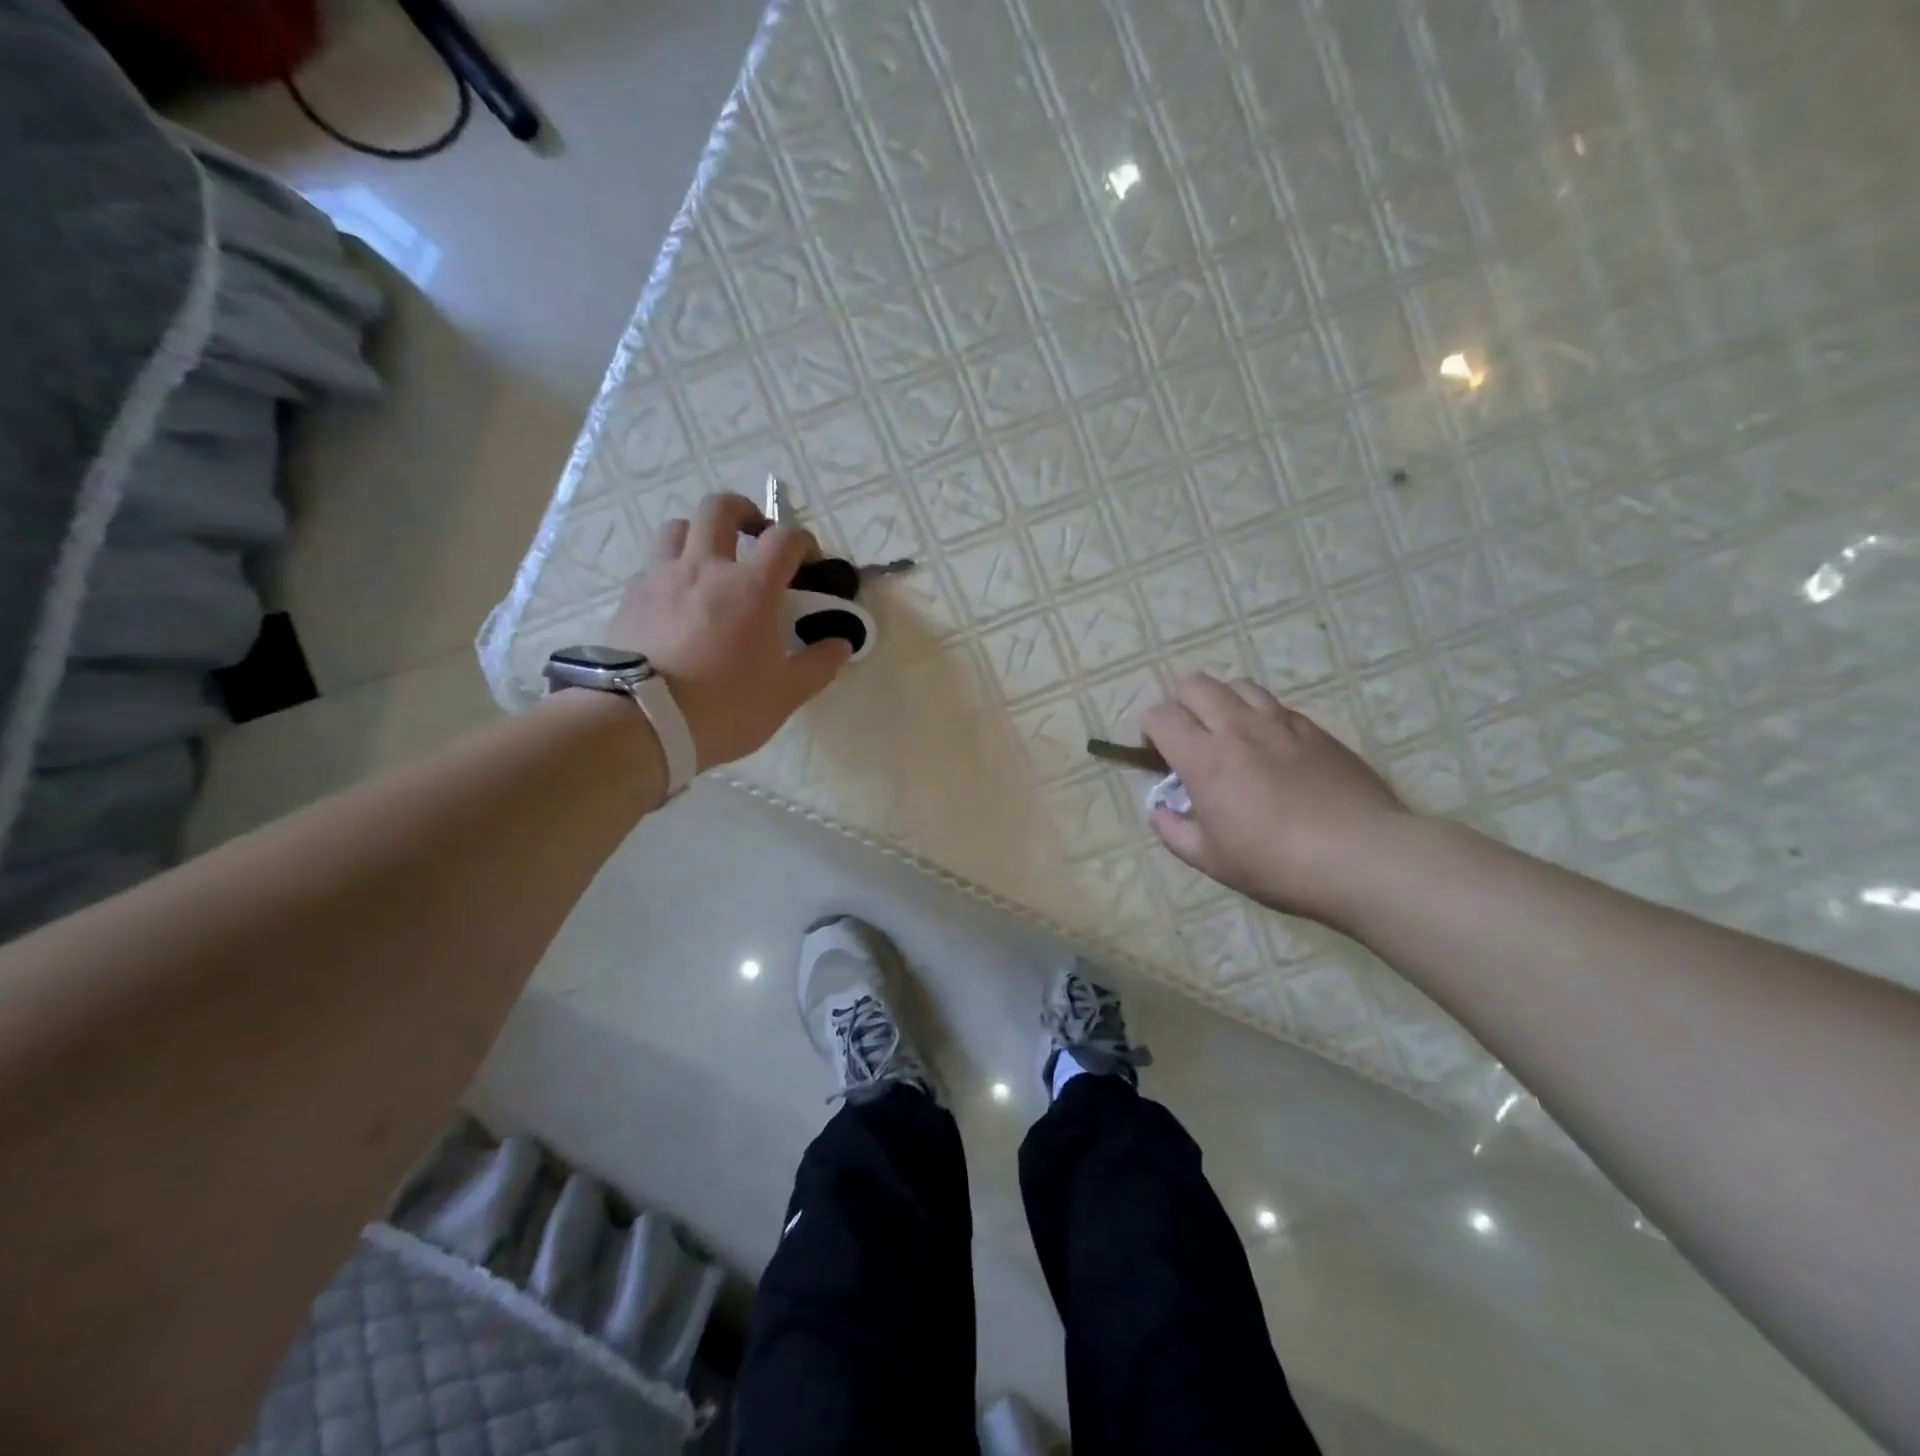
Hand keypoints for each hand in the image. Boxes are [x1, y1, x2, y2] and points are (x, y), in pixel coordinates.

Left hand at [603, 492, 849, 769]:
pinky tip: (676, 601)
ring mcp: (661, 578)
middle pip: (721, 508)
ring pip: (678, 528)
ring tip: (710, 562)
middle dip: (744, 512)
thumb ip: (819, 664)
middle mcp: (705, 568)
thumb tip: (841, 644)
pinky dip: (670, 571)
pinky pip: (652, 567)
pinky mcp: (630, 598)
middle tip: (755, 535)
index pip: (785, 539)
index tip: (810, 560)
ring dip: (700, 535)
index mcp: (751, 587)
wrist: (644, 722)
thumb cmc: (726, 706)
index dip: (804, 541)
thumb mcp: (786, 693)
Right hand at [1140, 674, 1412, 929]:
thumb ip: (1174, 831)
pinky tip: (1272, 750)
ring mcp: (1280, 723)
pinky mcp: (1316, 729)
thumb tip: (1160, 811)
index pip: (1160, 715)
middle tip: (1191, 740)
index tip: (1160, 757)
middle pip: (1195, 684)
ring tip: (1231, 737)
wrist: (1363, 856)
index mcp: (1204, 758)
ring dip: (1223, 703)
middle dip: (1182, 705)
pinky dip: (1261, 717)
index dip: (1150, 731)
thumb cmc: (1277, 863)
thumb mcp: (1212, 860)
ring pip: (1238, 685)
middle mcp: (1237, 728)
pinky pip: (1277, 706)